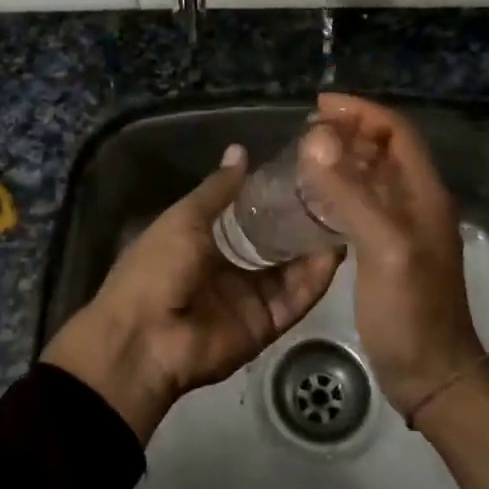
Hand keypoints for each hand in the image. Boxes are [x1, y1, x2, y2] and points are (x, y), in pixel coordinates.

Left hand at [42, 145, 339, 441]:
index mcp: (205, 240)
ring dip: (315, 247)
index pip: (249, 214)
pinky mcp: (266, 324)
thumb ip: (218, 189)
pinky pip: (295, 299)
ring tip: (345, 216)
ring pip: (292, 269)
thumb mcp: (185, 218)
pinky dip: (315, 279)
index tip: (306, 172)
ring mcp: (250, 298)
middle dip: (302, 221)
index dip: (275, 195)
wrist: (143, 338)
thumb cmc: (156, 267)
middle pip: (276, 243)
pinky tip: (335, 252)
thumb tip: (240, 150)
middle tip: (337, 192)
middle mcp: (231, 267)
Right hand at [296, 94, 486, 417]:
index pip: (397, 132)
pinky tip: (313, 197)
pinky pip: (363, 203)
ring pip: (373, 175)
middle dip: (349, 130)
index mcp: (425, 194)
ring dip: (343, 157)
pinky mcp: (387, 249)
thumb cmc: (411, 311)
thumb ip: (350, 194)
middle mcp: (417, 203)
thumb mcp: (382, 248)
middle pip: (386, 149)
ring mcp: (403, 227)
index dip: (362, 111)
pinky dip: (339, 188)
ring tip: (304, 154)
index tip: (319, 106)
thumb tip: (315, 139)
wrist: (431, 374)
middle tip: (306, 130)